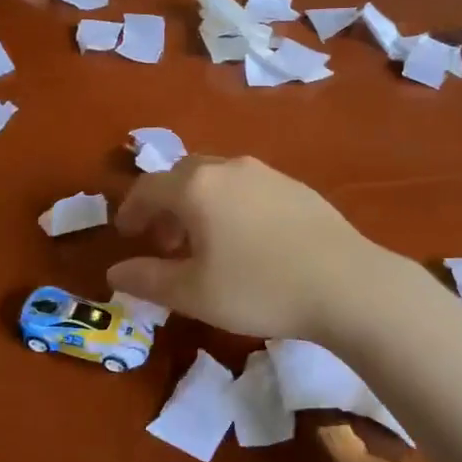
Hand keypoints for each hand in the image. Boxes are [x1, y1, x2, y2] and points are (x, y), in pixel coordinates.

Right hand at [106, 156, 384, 341]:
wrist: (346, 284)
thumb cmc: (260, 288)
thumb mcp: (194, 294)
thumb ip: (148, 279)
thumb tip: (115, 272)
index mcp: (196, 187)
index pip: (148, 188)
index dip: (131, 210)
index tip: (126, 234)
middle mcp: (229, 168)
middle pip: (182, 176)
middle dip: (165, 206)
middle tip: (164, 242)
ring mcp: (267, 173)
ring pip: (217, 179)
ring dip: (198, 205)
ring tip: (204, 244)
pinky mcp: (296, 186)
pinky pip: (247, 187)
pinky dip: (230, 205)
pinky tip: (246, 240)